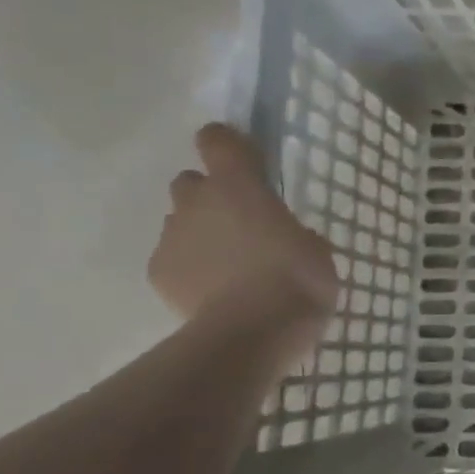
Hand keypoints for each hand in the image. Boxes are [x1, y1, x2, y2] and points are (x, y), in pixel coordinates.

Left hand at [148, 125, 339, 347]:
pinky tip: (215, 292)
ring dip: (201, 233)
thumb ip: (293, 231)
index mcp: (239, 186)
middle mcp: (197, 202)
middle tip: (241, 223)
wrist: (251, 333)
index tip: (244, 160)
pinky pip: (173, 259)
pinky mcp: (158, 272)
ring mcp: (172, 237)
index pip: (218, 140)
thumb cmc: (296, 281)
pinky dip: (190, 268)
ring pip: (181, 222)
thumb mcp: (315, 249)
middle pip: (191, 182)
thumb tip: (284, 236)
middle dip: (210, 196)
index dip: (228, 144)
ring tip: (231, 265)